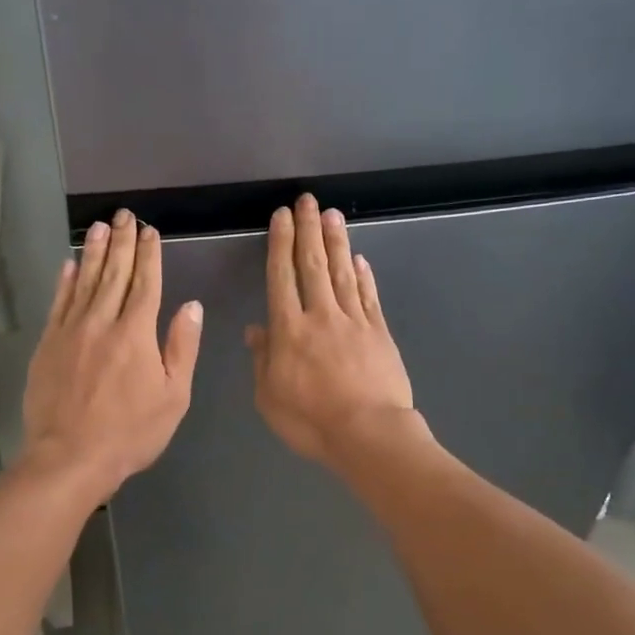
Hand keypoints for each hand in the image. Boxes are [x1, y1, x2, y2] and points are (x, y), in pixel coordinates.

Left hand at [22, 209, 202, 499]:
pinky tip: (69, 264)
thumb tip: (192, 307)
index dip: (149, 254)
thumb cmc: (130, 433)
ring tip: (99, 226)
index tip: (150, 231)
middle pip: (114, 273)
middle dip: (122, 242)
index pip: (145, 283)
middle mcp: (102, 322)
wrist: (69, 458)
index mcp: (136, 333)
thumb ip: (182, 347)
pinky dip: (64, 281)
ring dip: (93, 251)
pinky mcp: (48, 345)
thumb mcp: (173, 396)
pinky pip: (58, 303)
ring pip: (84, 281)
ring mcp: (70, 331)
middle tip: (125, 214)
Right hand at [245, 195, 417, 468]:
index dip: (281, 243)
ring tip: (333, 214)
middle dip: (309, 229)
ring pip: (342, 272)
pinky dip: (363, 274)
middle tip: (309, 200)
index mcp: (289, 330)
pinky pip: (368, 296)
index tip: (282, 216)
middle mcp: (320, 315)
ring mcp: (354, 321)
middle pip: (313, 264)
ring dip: (336, 241)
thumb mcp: (269, 398)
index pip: (281, 276)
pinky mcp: (379, 332)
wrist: (369, 434)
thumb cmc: (311, 421)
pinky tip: (360, 258)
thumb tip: (256, 330)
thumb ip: (262, 360)